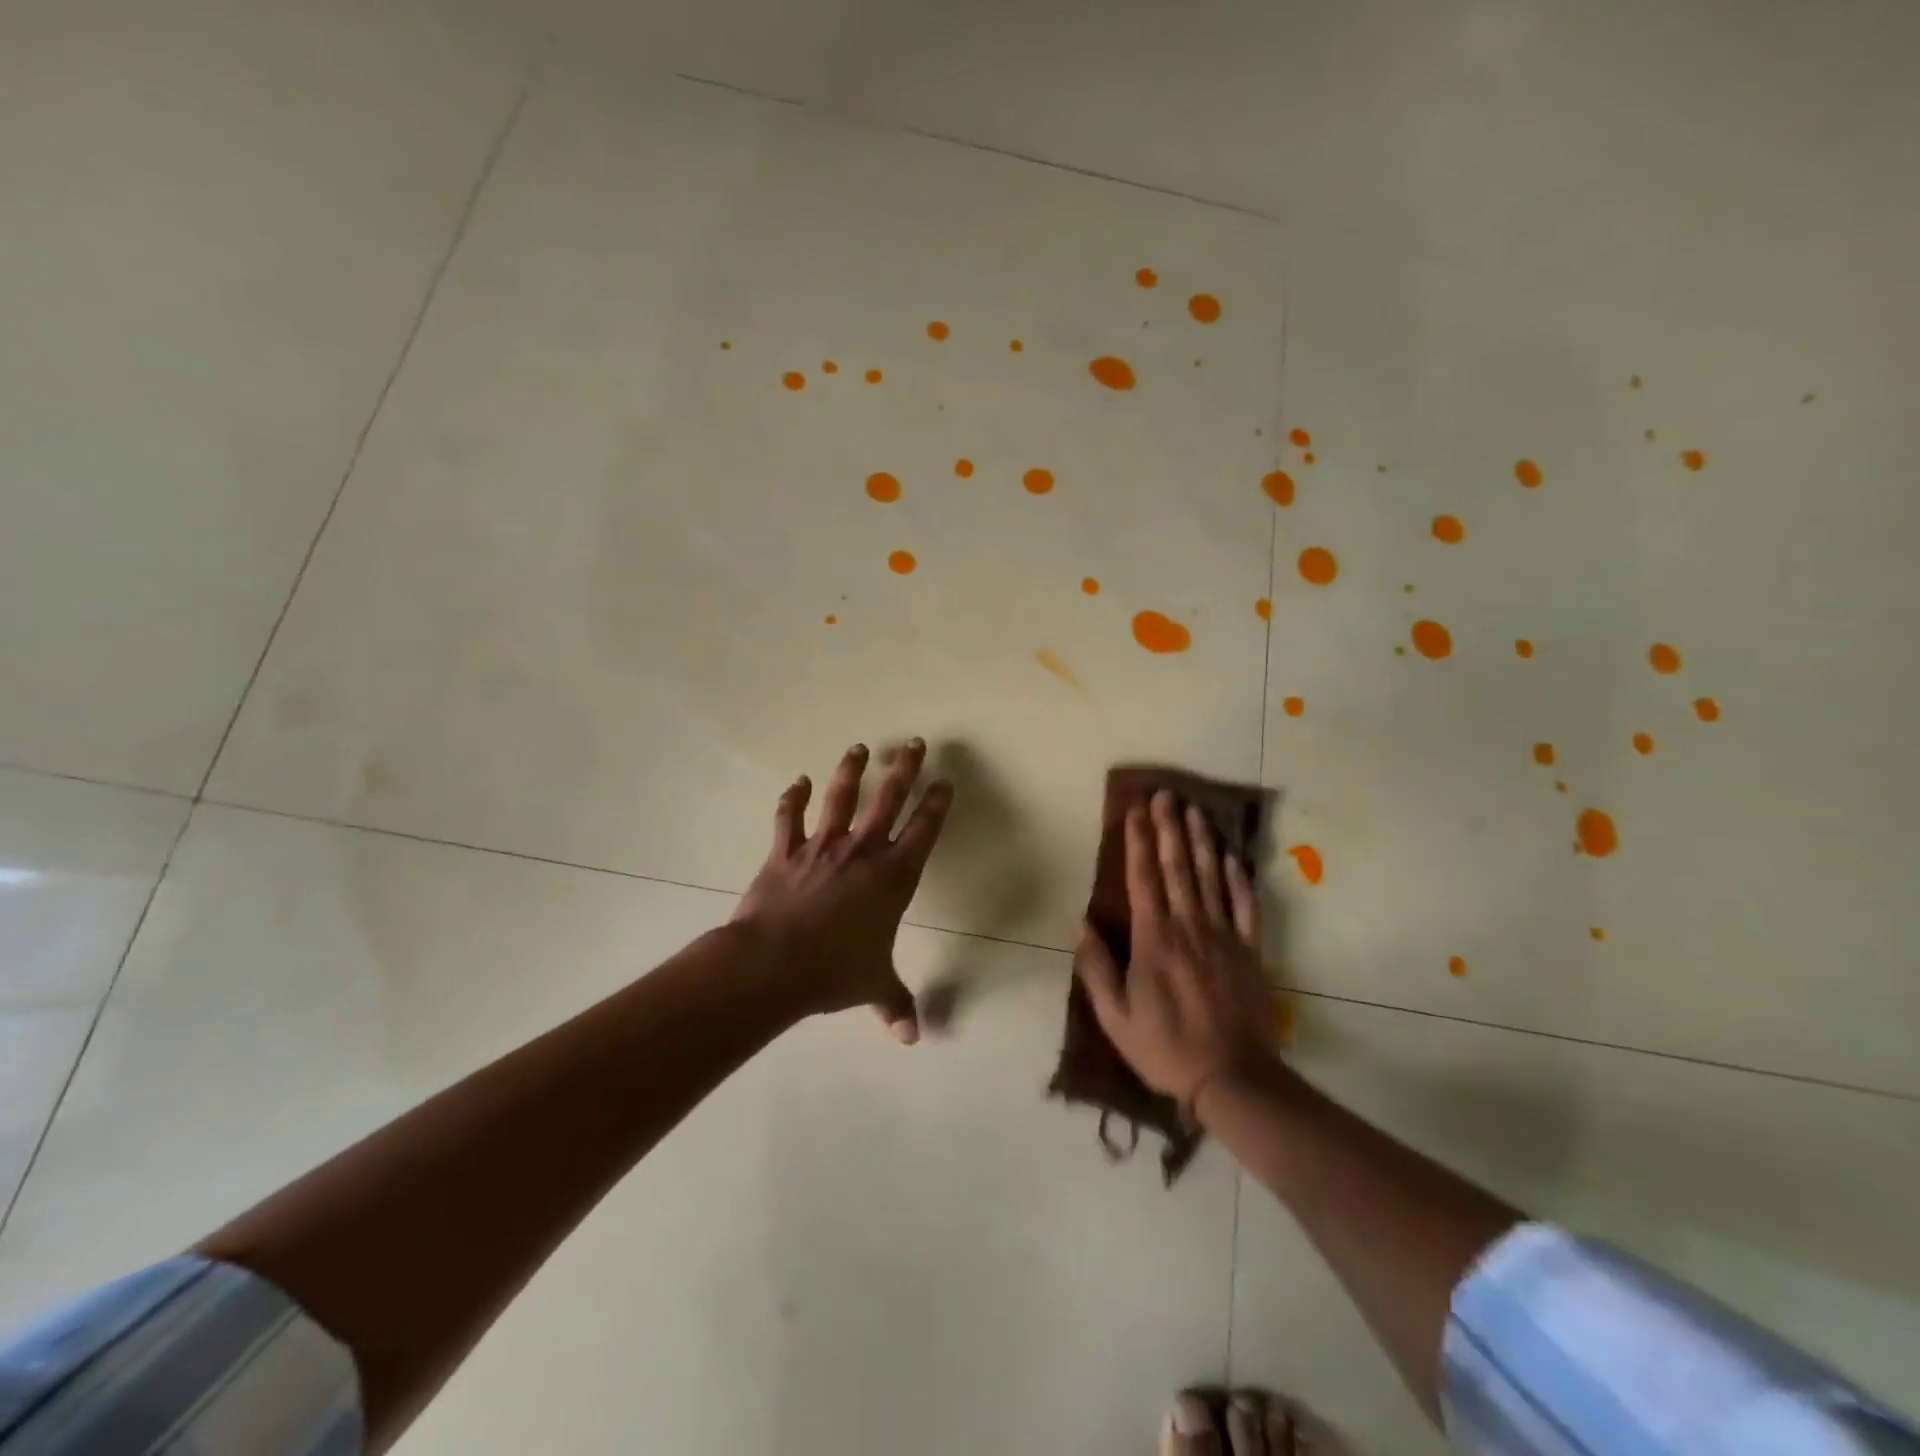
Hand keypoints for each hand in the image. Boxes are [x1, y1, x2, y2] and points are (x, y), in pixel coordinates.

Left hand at [732, 739, 951, 1042]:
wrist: (773, 964)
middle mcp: (862, 852)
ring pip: (841, 797)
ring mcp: (822, 847)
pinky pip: (789, 818)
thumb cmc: (834, 972)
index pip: (923, 831)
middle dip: (904, 769)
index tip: (945, 781)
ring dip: (851, 770)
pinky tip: (796, 781)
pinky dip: (791, 798)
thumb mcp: (873, 987)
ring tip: (859, 748)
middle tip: (915, 743)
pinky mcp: (785, 852)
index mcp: (892, 877)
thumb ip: (895, 1005)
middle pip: (888, 800)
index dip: (936, 804)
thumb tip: (912, 1039)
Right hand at [1076, 790, 1277, 1106]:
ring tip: (1195, 810)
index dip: (1138, 841)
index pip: (1143, 878)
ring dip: (1201, 841)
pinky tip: (1232, 858)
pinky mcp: (1250, 952)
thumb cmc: (1165, 1048)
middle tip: (1165, 794)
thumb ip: (1096, 968)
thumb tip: (1080, 924)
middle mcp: (1189, 927)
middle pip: (1177, 867)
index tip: (1135, 810)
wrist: (1233, 1078)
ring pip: (1210, 878)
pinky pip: (1246, 907)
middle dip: (1169, 828)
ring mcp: (1223, 937)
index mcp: (1154, 940)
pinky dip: (1239, 880)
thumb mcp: (1115, 1017)